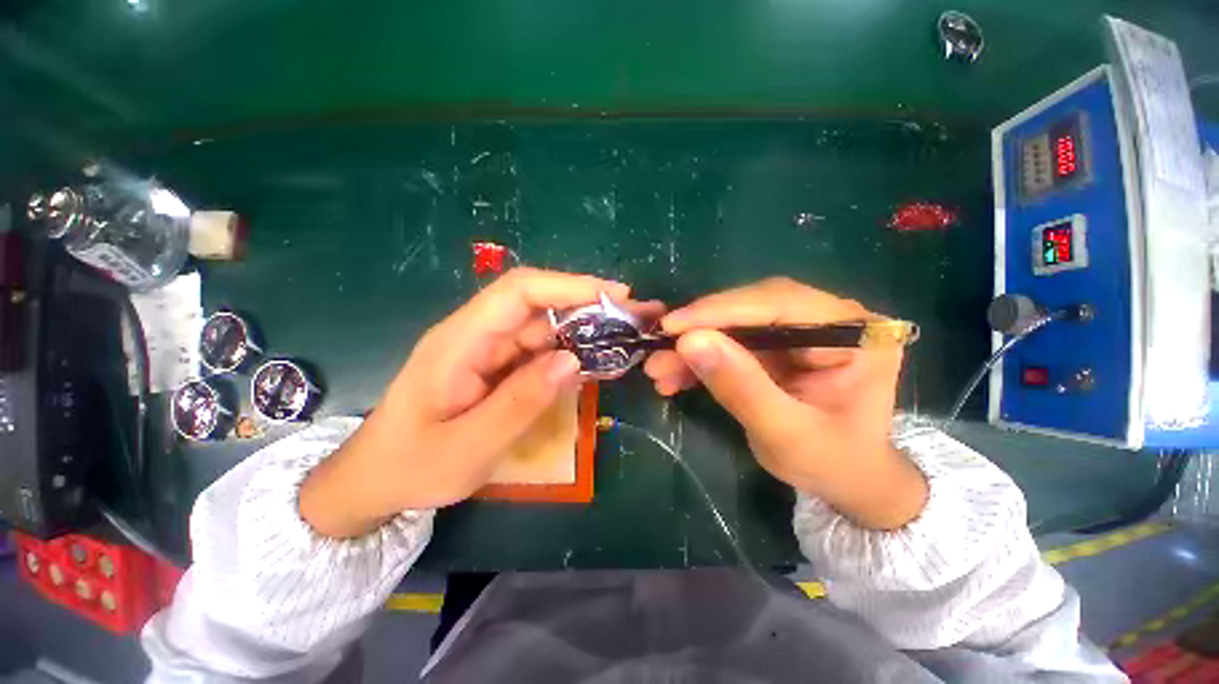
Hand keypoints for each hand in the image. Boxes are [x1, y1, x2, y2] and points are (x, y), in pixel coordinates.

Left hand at [300, 268, 656, 537]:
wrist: (378, 480)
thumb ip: (520, 403)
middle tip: (634, 318)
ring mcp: (489, 349)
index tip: (615, 296)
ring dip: (585, 329)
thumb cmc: (412, 466)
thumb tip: (571, 360)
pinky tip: (598, 361)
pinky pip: (541, 349)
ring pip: (544, 325)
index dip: (568, 286)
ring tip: (625, 339)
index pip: (519, 292)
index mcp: (459, 341)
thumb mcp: (468, 447)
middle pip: (538, 303)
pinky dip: (572, 351)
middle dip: (588, 304)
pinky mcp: (499, 365)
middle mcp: (477, 334)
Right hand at [644, 277, 926, 529]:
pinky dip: (700, 358)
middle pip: (751, 307)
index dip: (719, 311)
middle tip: (657, 350)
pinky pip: (731, 341)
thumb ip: (741, 387)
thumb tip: (689, 341)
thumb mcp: (786, 434)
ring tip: (659, 371)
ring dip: (693, 346)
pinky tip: (675, 376)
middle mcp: (829, 318)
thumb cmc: (832, 464)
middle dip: (700, 330)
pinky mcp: (778, 344)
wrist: (848, 481)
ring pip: (734, 323)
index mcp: (854, 333)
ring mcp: (801, 329)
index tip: (671, 326)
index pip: (779, 303)